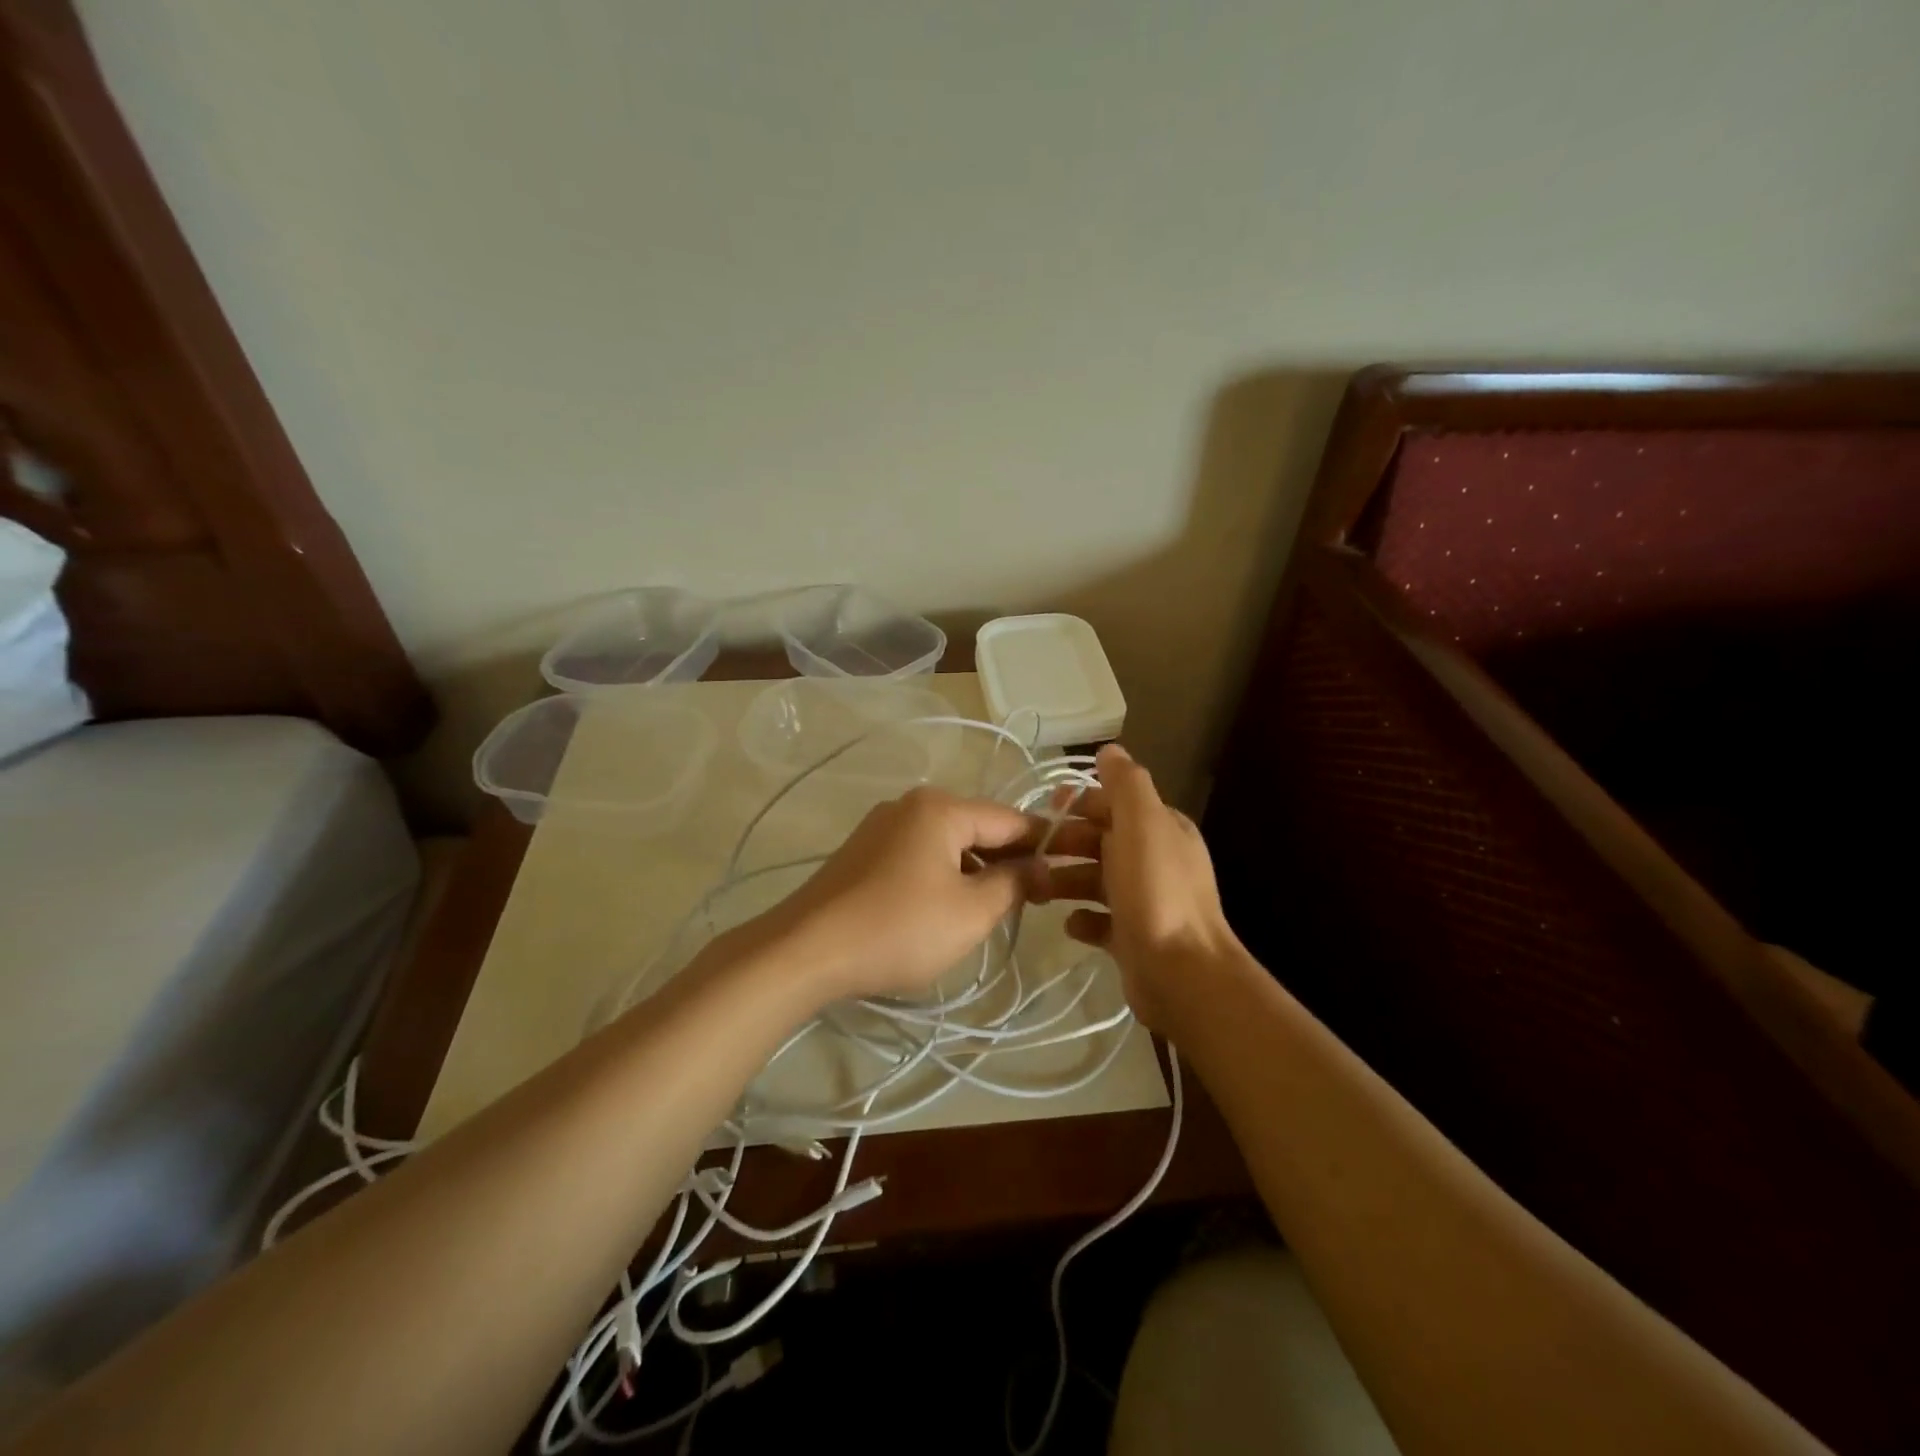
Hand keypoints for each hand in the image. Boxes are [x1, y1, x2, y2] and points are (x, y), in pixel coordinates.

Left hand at [744, 786, 1039, 1004]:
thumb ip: (1014, 884)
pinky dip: (943, 875)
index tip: (1066, 874)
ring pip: (948, 843)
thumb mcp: (970, 912)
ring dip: (975, 871)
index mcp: (941, 808)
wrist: (805, 950)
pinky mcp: (864, 851)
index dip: (1042, 846)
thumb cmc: (899, 928)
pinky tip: (946, 909)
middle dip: (1007, 860)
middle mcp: (911, 804)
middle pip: (977, 828)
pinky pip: (919, 854)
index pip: (1010, 819)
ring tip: (991, 910)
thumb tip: (1042, 868)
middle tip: (1032, 901)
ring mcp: (882, 826)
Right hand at [1033, 743, 1241, 1031]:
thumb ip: (1125, 783)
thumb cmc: (1155, 890)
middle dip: (1065, 843)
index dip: (1080, 804)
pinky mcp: (1134, 938)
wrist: (1182, 972)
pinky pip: (1100, 922)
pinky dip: (1082, 920)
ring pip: (1096, 881)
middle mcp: (1156, 861)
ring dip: (1065, 881)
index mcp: (1161, 829)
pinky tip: (1069, 925)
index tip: (1045, 810)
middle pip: (1101, 842)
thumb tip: (1109, 750)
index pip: (1115, 805)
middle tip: (1028, 854)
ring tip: (1034, 892)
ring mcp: (1146, 902)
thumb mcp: (1142, 823)